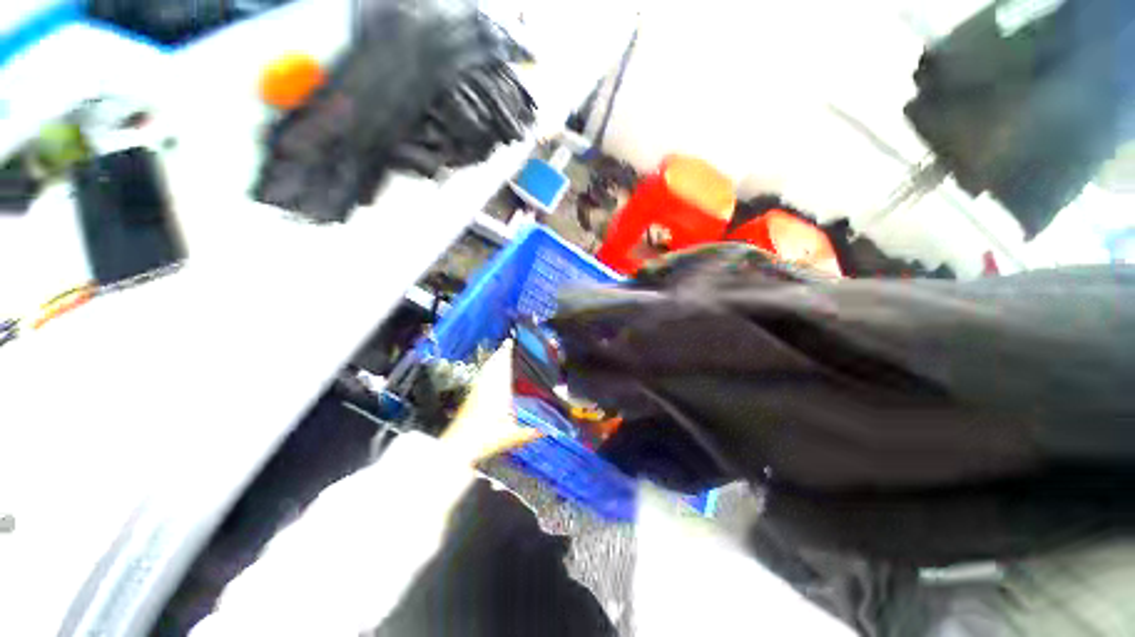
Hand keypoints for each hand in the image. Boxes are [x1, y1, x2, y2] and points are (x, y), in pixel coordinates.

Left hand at [442, 340, 540, 462]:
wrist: (458, 447)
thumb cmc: (486, 439)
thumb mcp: (513, 437)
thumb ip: (531, 432)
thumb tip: (549, 429)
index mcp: (499, 391)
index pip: (503, 367)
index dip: (507, 353)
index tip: (512, 342)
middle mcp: (488, 387)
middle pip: (494, 364)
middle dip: (501, 353)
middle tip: (509, 344)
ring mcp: (477, 391)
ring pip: (486, 370)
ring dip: (494, 360)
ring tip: (501, 353)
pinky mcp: (471, 396)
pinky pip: (481, 377)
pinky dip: (486, 370)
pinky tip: (489, 372)